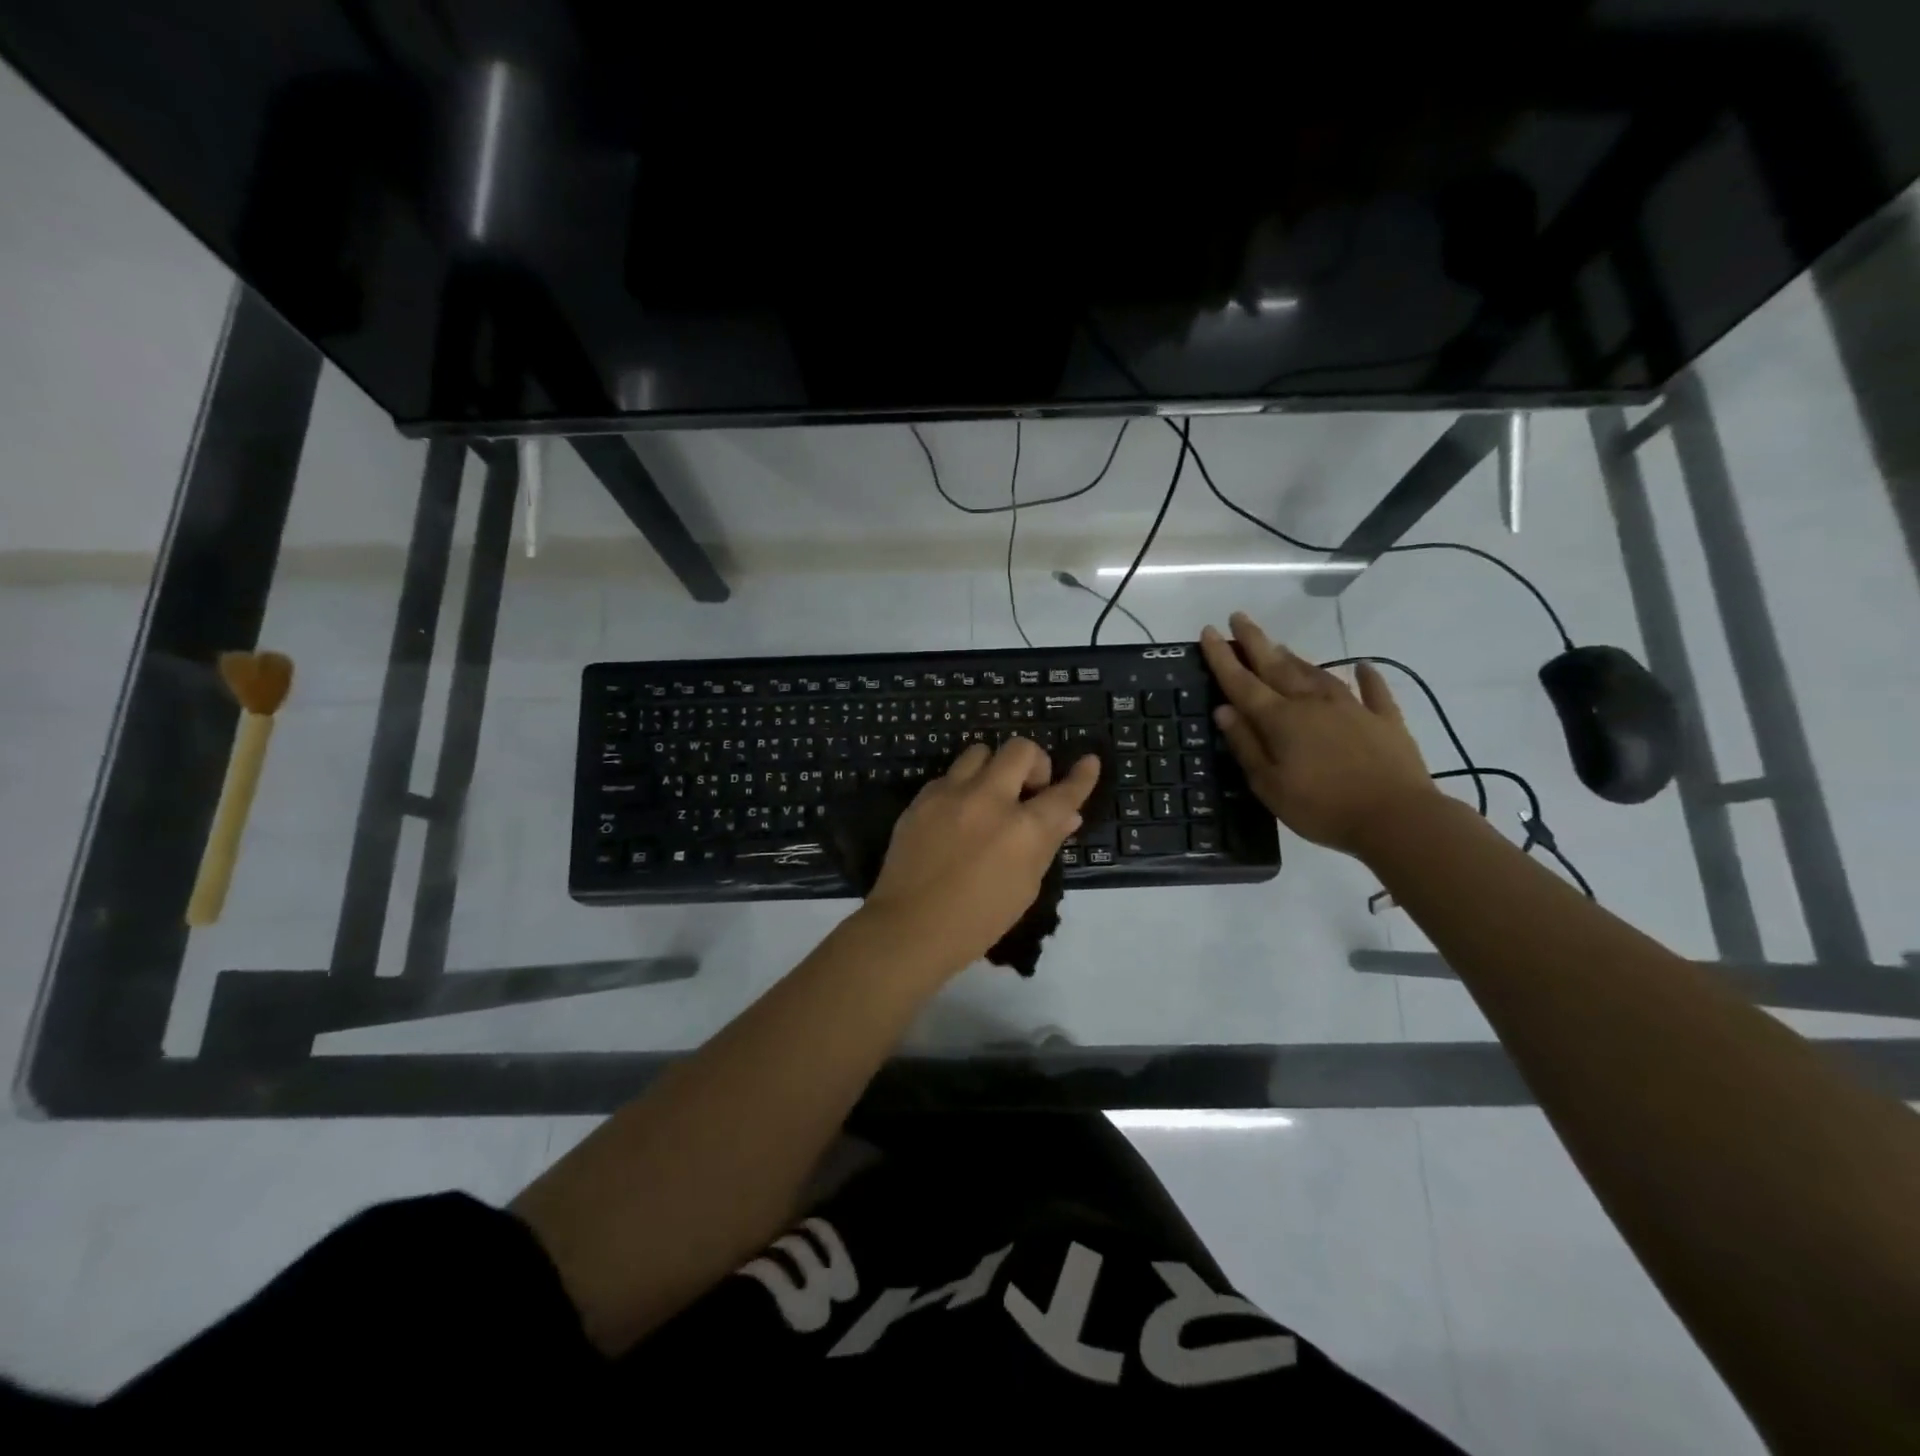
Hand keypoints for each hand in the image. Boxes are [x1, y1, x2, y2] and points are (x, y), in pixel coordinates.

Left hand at [862, 738, 1100, 975]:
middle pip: (1020, 750)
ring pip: (980, 751)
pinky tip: (958, 814)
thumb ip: (1046, 844)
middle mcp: (989, 800)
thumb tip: (1067, 816)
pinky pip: (949, 775)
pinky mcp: (922, 798)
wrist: (910, 927)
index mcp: (1023, 829)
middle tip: (1030, 788)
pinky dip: (962, 787)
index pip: (1063, 793)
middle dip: (1034, 763)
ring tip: (990, 795)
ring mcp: (951, 794)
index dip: (1082, 777)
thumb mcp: (1025, 887)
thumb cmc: (978, 920)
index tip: (1089, 762)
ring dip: (994, 768)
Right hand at [1200, 611, 1437, 854]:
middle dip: (1254, 641)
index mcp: (1281, 720)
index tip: (1208, 631)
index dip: (1222, 657)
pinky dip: (1367, 677)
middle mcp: (1312, 703)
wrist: (1397, 818)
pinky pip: (1373, 691)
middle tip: (1238, 617)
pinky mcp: (1384, 720)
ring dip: (1295, 658)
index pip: (1242, 682)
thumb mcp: (1269, 785)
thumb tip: (1223, 710)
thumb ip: (1246, 745)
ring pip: (1317, 674)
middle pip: (1277, 666)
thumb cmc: (1322, 807)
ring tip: (1280, 645)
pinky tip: (1363, 666)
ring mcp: (1352, 708)